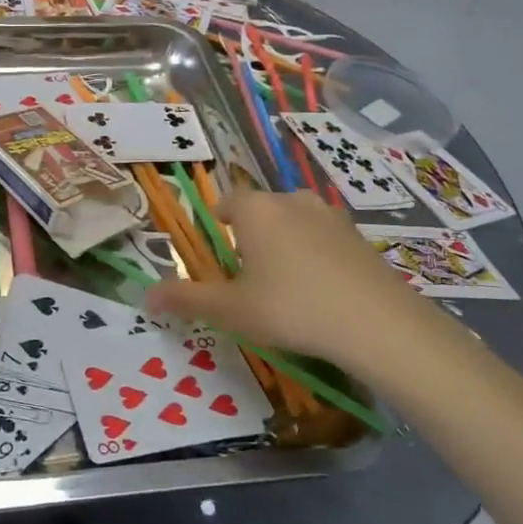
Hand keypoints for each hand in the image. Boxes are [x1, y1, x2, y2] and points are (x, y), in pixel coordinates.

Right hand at [144, 189, 443, 377]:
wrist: (377, 323)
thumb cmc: (291, 308)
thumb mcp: (230, 310)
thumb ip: (187, 299)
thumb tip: (145, 296)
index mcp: (256, 209)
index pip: (228, 204)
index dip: (220, 224)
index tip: (221, 253)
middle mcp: (291, 200)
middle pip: (262, 211)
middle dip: (252, 236)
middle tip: (250, 277)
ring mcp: (331, 215)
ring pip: (295, 222)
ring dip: (286, 244)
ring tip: (286, 285)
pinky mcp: (359, 236)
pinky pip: (325, 238)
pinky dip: (317, 256)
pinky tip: (322, 292)